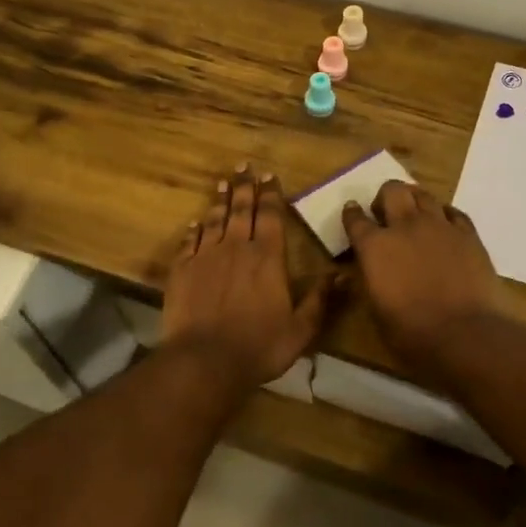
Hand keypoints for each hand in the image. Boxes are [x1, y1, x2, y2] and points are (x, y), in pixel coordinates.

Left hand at [162, 166, 331, 389]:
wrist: (204, 359)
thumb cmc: (259, 346)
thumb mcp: (301, 329)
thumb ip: (320, 300)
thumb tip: (343, 275)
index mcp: (268, 258)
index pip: (270, 216)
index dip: (270, 195)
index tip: (268, 177)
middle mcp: (236, 248)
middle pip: (241, 210)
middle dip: (244, 187)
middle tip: (243, 167)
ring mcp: (206, 257)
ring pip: (214, 220)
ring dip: (220, 201)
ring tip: (222, 183)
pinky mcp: (182, 270)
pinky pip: (190, 242)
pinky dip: (194, 230)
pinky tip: (195, 223)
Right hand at [342, 181, 503, 375]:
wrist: (465, 334)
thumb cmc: (411, 332)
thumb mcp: (375, 311)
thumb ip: (367, 282)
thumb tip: (359, 271)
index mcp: (374, 246)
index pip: (355, 219)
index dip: (351, 214)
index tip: (352, 212)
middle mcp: (405, 226)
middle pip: (392, 190)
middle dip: (385, 197)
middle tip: (385, 213)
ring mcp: (439, 226)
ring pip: (423, 194)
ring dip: (414, 200)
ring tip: (415, 215)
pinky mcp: (468, 234)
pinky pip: (454, 212)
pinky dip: (444, 215)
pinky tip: (444, 226)